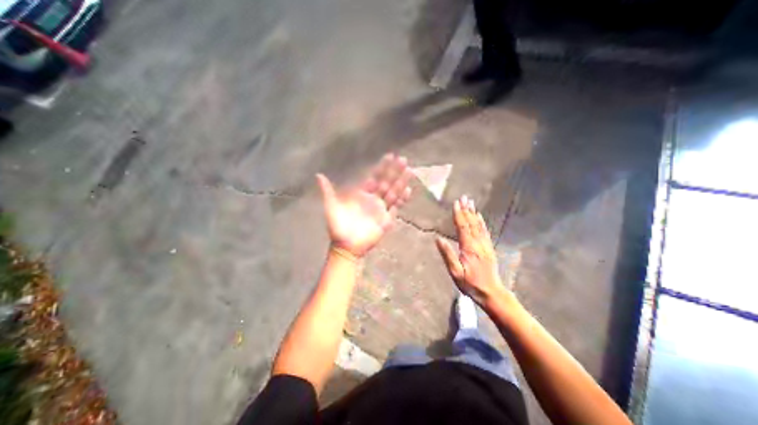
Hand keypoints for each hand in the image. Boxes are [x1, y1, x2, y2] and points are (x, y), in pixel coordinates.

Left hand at [316, 153, 413, 256]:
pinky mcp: (386, 219)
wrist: (346, 246)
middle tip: (404, 159)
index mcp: (362, 194)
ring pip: (393, 193)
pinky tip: (408, 191)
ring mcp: (381, 209)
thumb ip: (328, 191)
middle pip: (387, 182)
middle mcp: (373, 199)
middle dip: (395, 171)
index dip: (382, 167)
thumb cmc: (338, 227)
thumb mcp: (331, 207)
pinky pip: (396, 208)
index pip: (374, 177)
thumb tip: (318, 175)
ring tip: (410, 171)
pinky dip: (402, 200)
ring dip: (401, 183)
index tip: (390, 156)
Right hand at [436, 195, 505, 307]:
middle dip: (466, 210)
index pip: (462, 227)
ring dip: (473, 213)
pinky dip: (481, 222)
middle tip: (464, 198)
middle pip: (471, 223)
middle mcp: (478, 244)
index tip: (456, 203)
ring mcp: (485, 245)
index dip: (458, 215)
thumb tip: (438, 239)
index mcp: (469, 248)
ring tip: (470, 203)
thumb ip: (447, 254)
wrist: (491, 292)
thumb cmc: (470, 284)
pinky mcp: (489, 249)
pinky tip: (479, 217)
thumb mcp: (455, 272)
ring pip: (478, 226)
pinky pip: (485, 232)